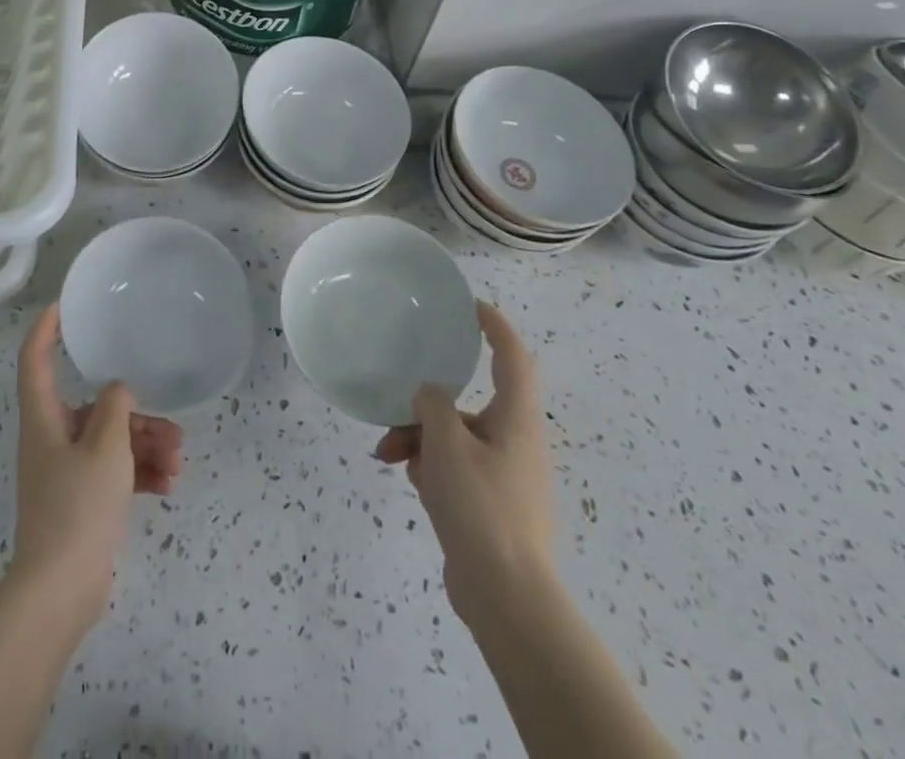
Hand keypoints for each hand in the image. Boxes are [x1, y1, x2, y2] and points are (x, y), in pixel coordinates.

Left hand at [11, 305, 183, 625]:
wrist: (60, 592)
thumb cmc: (77, 507)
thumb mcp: (106, 447)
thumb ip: (115, 407)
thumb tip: (117, 389)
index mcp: (44, 419)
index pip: (35, 359)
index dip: (46, 329)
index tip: (65, 306)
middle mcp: (52, 439)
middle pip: (94, 409)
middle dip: (135, 415)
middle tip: (172, 428)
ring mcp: (66, 472)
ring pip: (110, 441)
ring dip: (145, 446)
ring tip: (178, 460)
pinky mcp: (81, 500)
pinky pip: (113, 473)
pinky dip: (139, 474)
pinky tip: (169, 485)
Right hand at [373, 302, 554, 624]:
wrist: (506, 598)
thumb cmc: (481, 507)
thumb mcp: (446, 442)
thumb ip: (433, 405)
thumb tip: (429, 394)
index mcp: (516, 419)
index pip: (512, 356)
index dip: (494, 325)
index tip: (469, 306)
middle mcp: (514, 441)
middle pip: (469, 402)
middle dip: (427, 403)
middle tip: (396, 408)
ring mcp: (503, 475)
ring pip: (454, 437)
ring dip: (419, 438)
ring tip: (388, 455)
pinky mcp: (489, 504)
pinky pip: (454, 467)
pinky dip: (430, 466)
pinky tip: (408, 480)